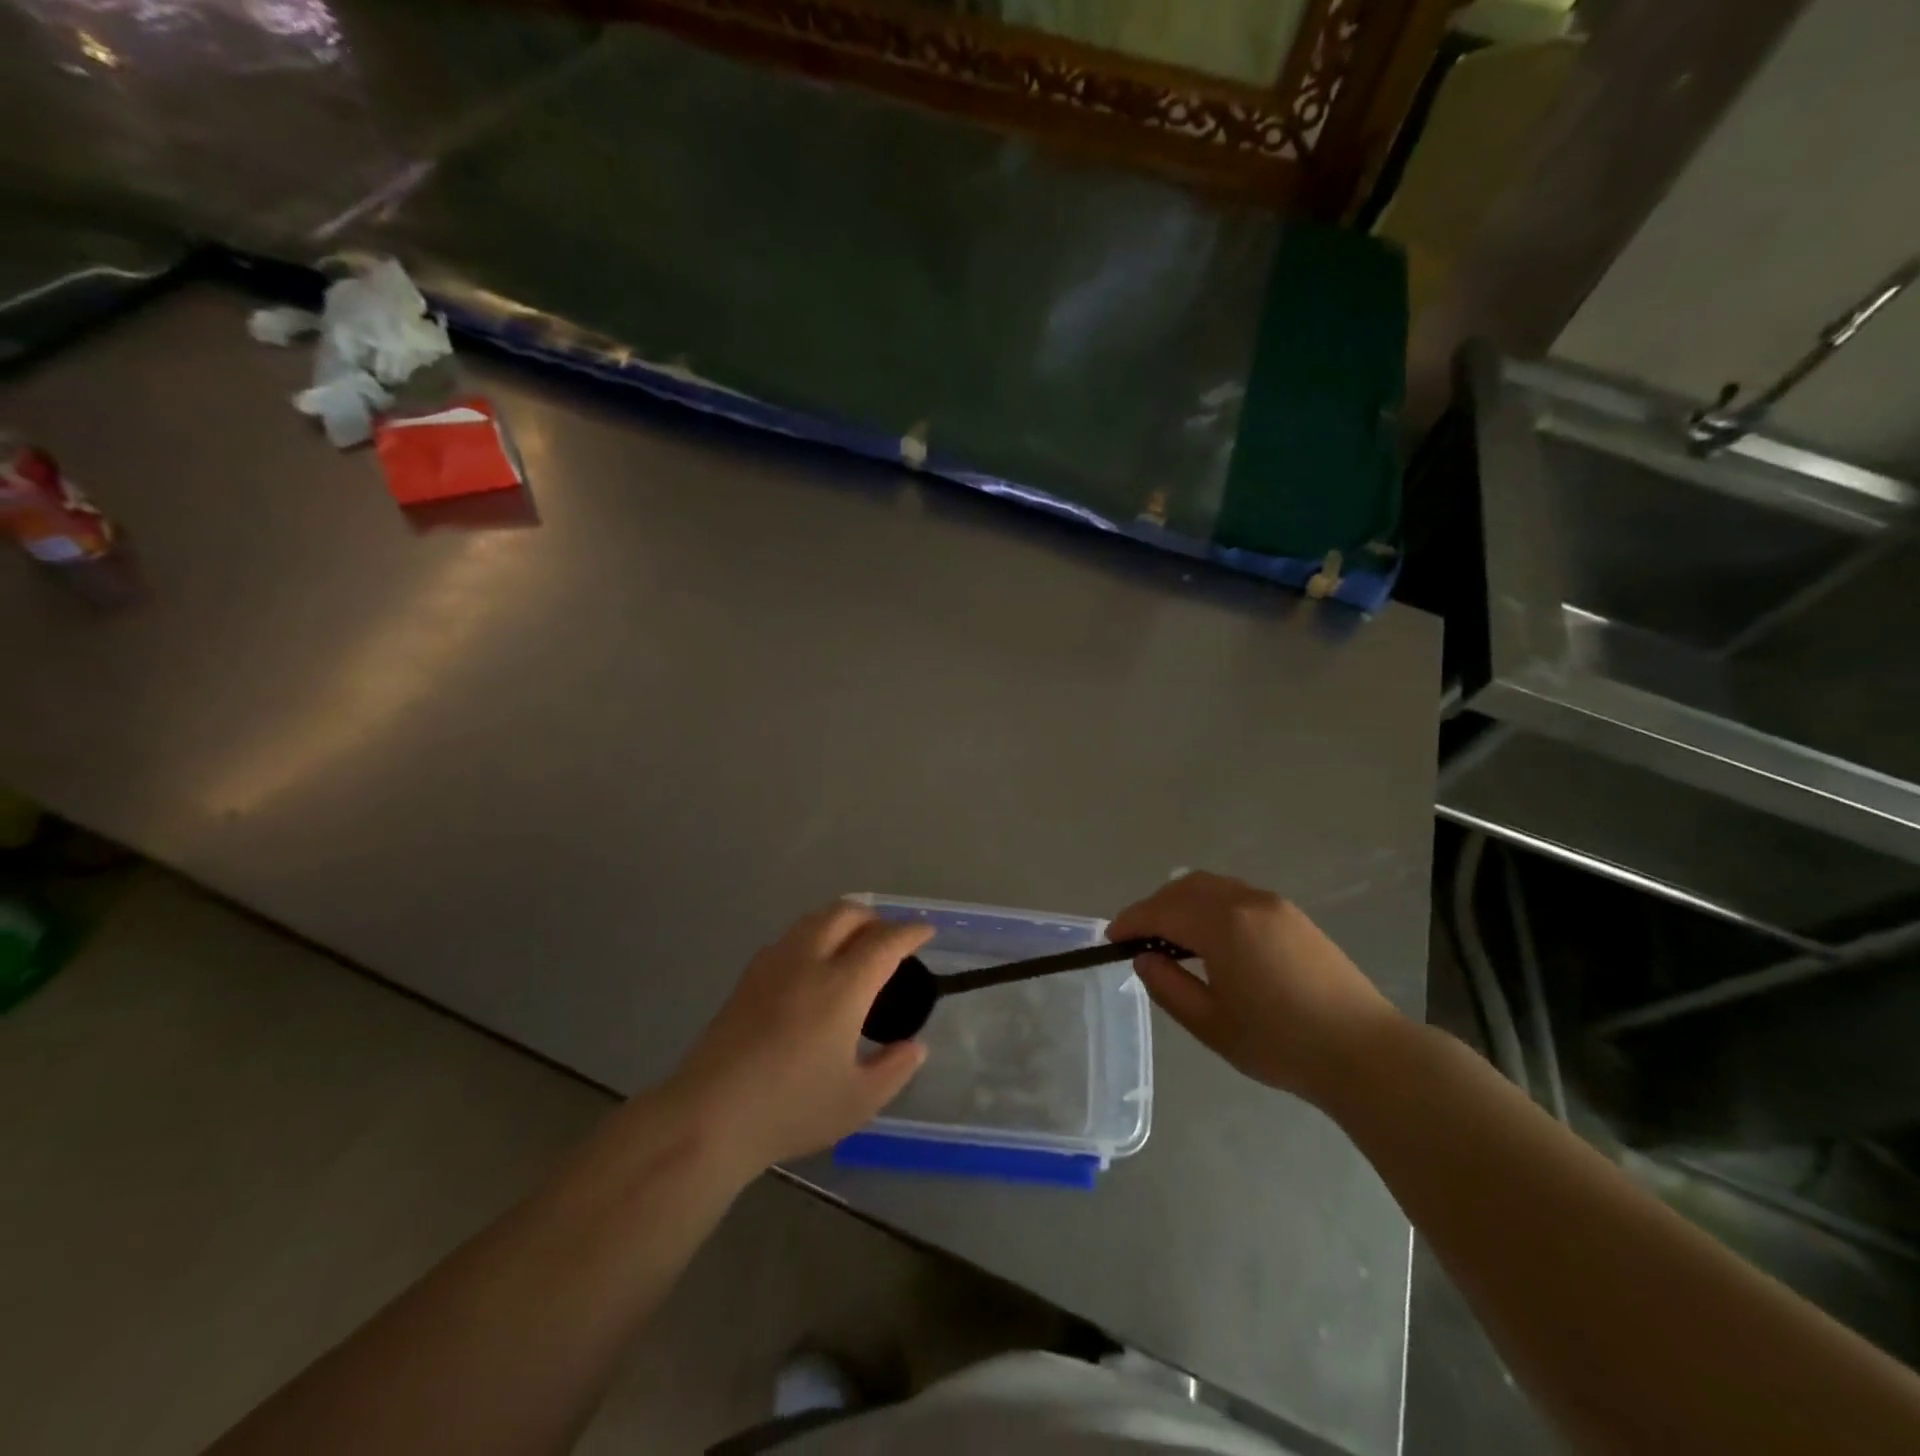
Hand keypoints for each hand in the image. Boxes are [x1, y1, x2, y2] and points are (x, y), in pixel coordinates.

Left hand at [669, 901, 931, 1169]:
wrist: (709, 1116)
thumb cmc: (790, 1109)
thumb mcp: (857, 1102)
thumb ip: (893, 1069)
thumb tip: (914, 1046)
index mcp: (842, 986)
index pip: (884, 942)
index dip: (910, 931)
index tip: (926, 931)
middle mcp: (808, 962)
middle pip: (846, 913)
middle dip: (874, 918)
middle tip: (889, 939)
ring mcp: (773, 965)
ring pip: (813, 919)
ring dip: (841, 920)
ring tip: (853, 945)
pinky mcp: (747, 977)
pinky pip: (790, 937)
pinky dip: (813, 935)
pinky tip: (812, 966)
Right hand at [1109, 871, 1401, 1103]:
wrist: (1365, 1052)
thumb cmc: (1280, 1043)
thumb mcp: (1210, 1024)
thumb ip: (1167, 985)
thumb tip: (1143, 957)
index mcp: (1222, 924)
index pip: (1160, 911)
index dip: (1130, 922)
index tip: (1111, 939)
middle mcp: (1245, 901)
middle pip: (1184, 888)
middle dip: (1154, 907)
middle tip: (1138, 939)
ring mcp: (1273, 904)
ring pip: (1211, 886)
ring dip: (1182, 902)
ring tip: (1171, 937)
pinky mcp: (1292, 915)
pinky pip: (1236, 894)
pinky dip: (1210, 904)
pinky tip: (1211, 937)